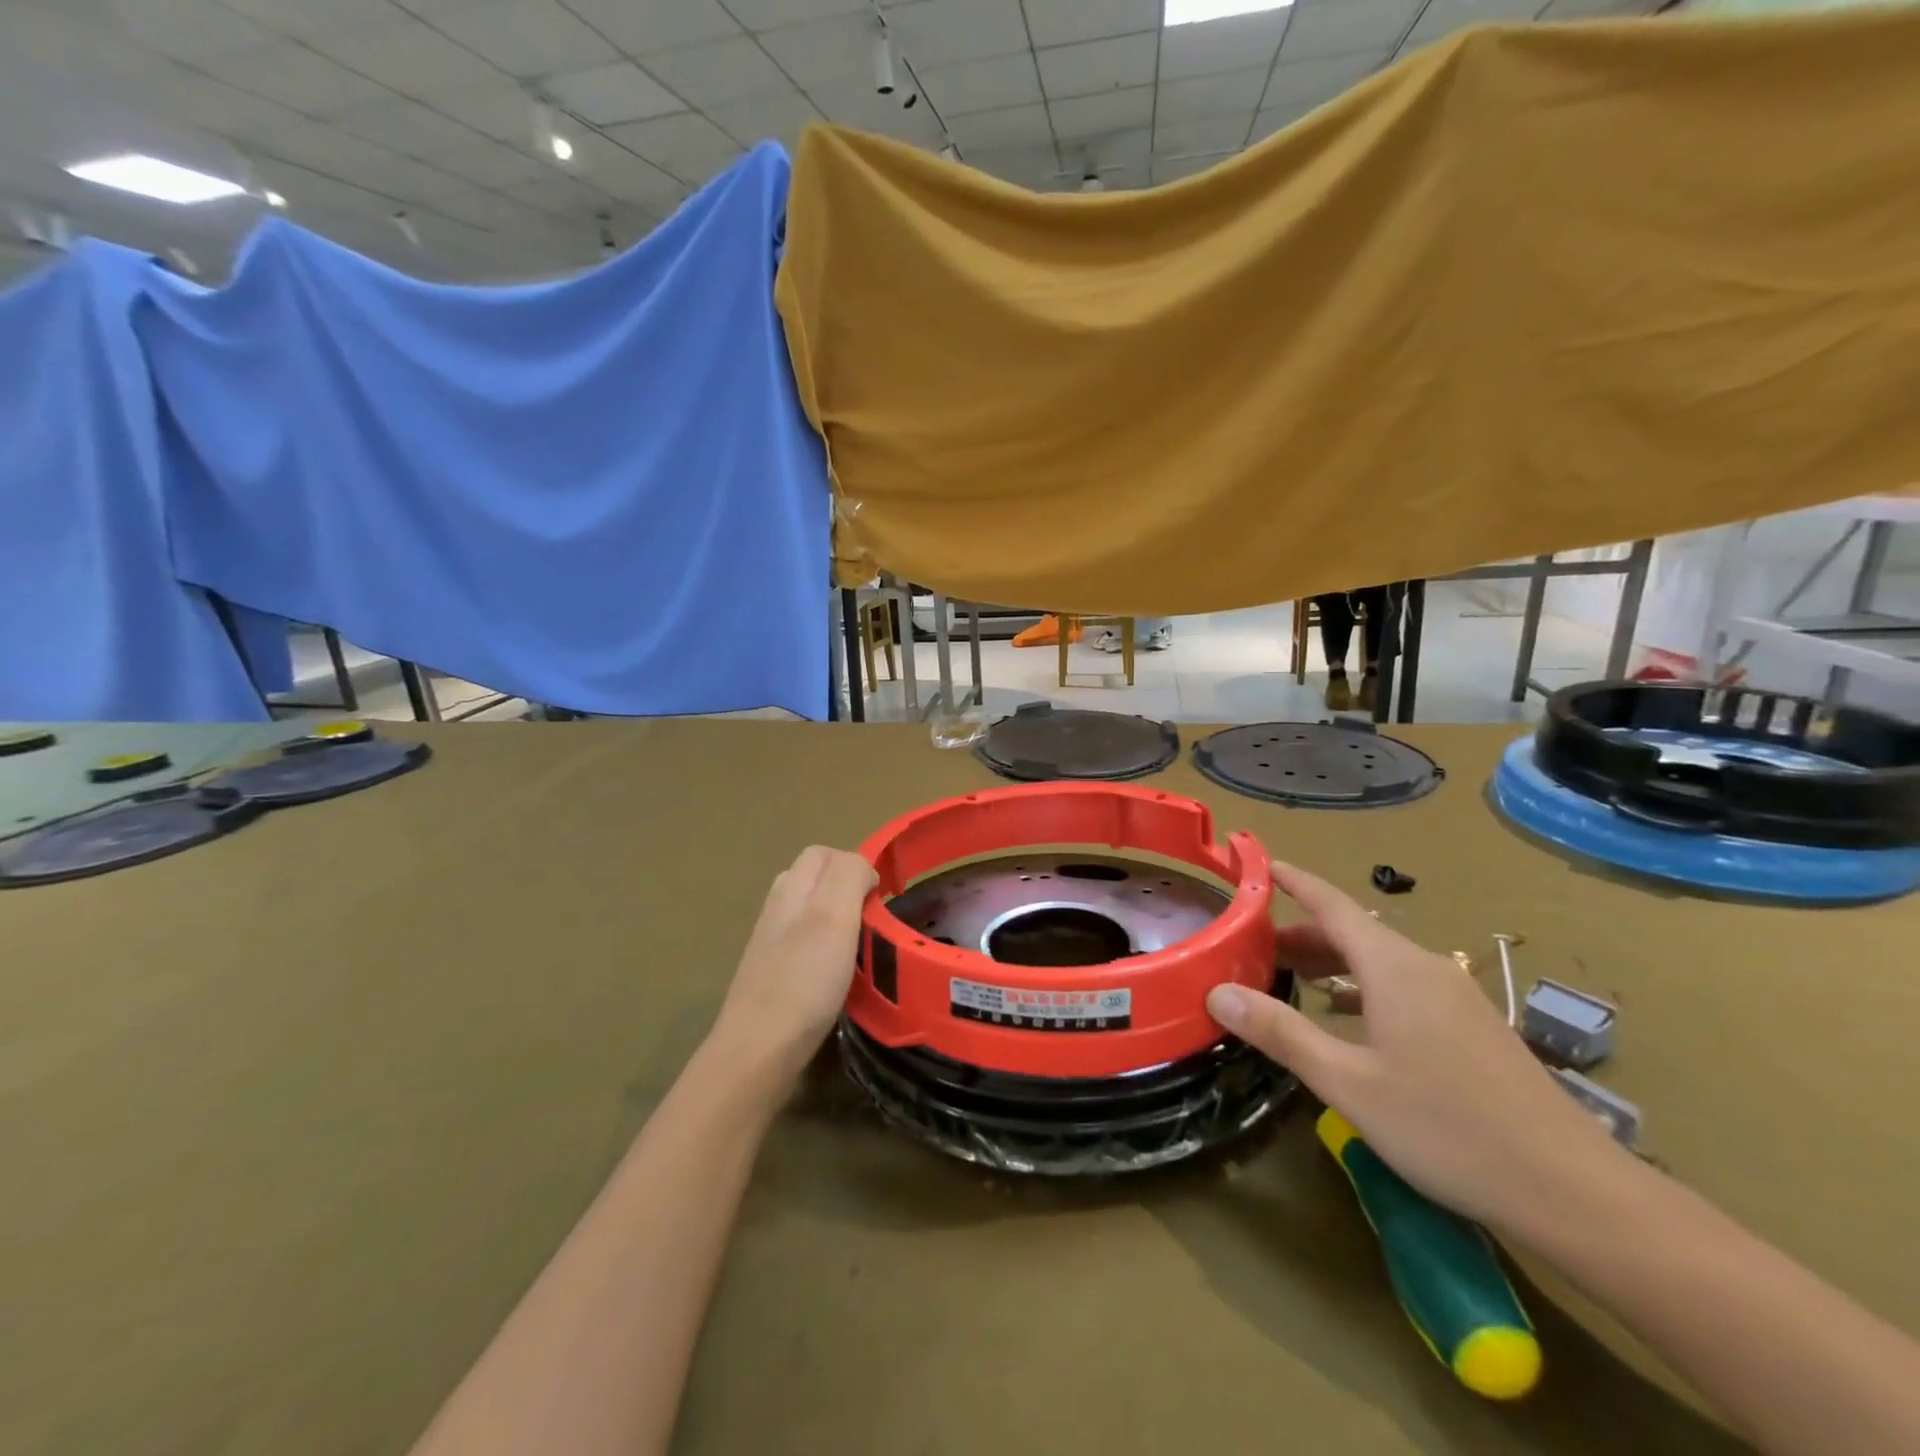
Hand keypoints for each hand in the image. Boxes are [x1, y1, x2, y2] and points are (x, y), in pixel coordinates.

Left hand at [709, 846, 877, 1088]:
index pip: (824, 853)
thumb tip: (862, 867)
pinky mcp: (772, 970)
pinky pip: (804, 940)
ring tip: (859, 944)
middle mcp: (778, 906)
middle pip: (815, 877)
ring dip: (838, 917)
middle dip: (847, 887)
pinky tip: (837, 972)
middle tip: (871, 918)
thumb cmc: (804, 979)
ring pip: (810, 909)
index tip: (879, 898)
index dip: (856, 865)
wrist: (759, 1048)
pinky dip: (826, 945)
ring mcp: (771, 939)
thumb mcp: (835, 916)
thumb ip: (849, 876)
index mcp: (791, 887)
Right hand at [1206, 862, 1628, 1233]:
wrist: (1573, 1191)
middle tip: (1254, 946)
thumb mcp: (1348, 1083)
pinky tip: (1350, 1019)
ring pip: (1380, 960)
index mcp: (1394, 968)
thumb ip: (1281, 1032)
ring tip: (1292, 978)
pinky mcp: (1473, 1027)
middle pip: (1353, 932)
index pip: (1332, 904)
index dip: (1294, 882)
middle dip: (1302, 932)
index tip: (1261, 865)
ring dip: (1332, 962)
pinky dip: (1363, 986)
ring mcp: (1456, 997)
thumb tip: (1218, 993)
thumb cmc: (1447, 1128)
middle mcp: (1425, 969)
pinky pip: (1403, 985)